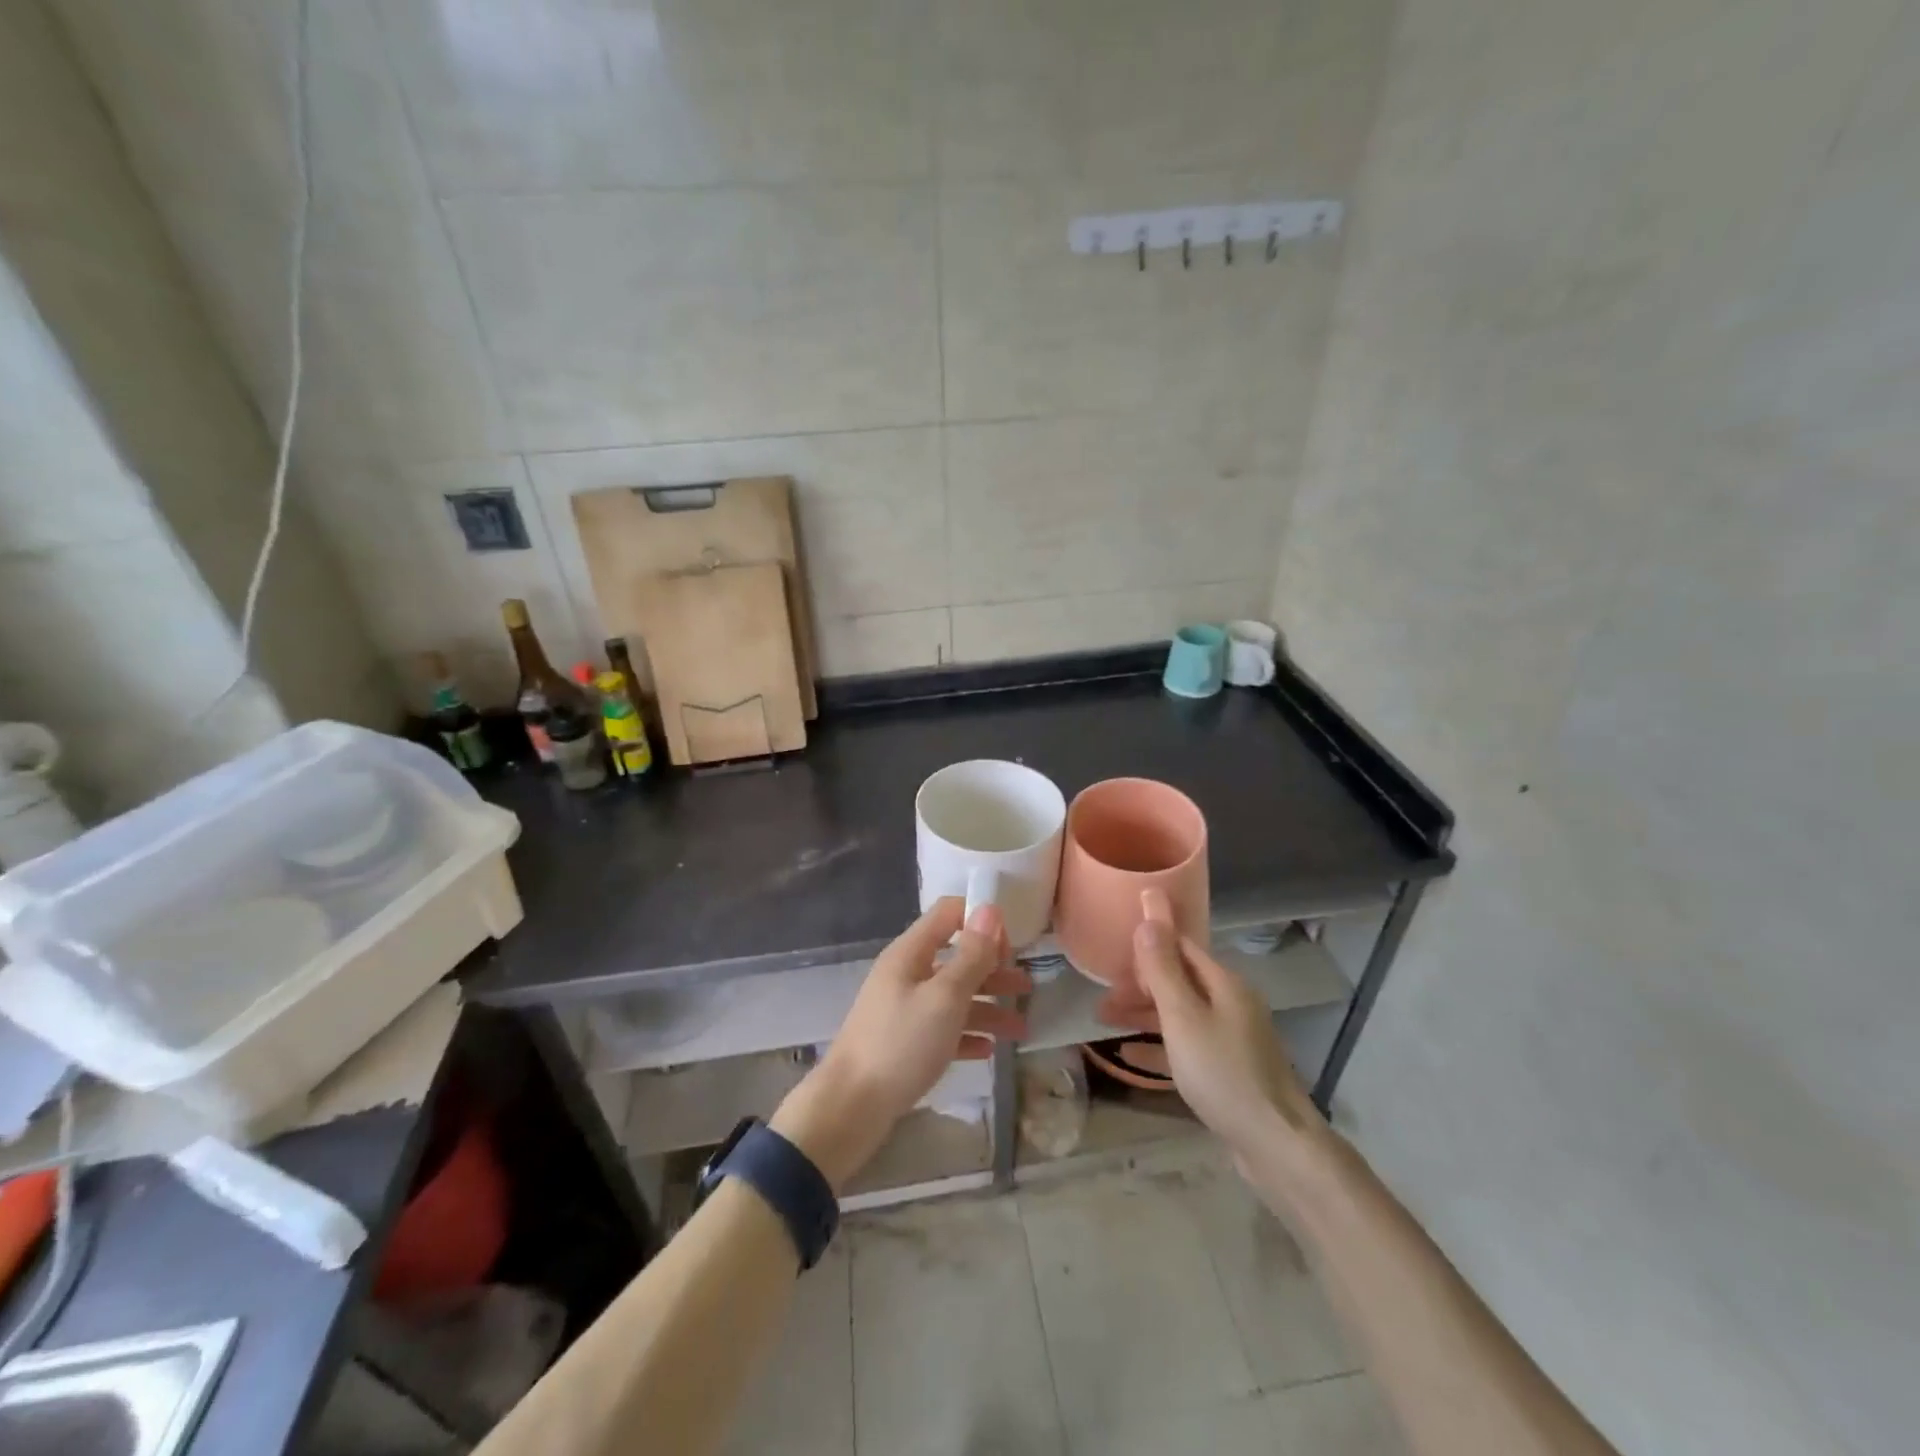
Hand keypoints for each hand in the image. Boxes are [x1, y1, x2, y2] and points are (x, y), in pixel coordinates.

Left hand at [771, 898, 1030, 1189]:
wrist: (850, 1108)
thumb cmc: (901, 1044)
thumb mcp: (944, 997)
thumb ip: (971, 955)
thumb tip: (990, 910)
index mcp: (911, 953)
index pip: (949, 913)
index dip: (981, 921)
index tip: (1011, 947)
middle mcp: (907, 974)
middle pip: (956, 959)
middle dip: (993, 971)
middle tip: (1026, 988)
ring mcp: (904, 1009)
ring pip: (953, 998)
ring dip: (988, 1008)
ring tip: (1021, 1029)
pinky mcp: (904, 1043)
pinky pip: (943, 1030)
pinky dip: (967, 1035)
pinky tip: (988, 1050)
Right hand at [1098, 891, 1323, 1163]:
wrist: (1275, 1145)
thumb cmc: (1223, 1072)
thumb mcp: (1183, 1017)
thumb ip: (1162, 969)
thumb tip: (1150, 916)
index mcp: (1224, 983)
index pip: (1181, 946)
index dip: (1149, 943)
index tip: (1114, 947)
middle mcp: (1230, 1003)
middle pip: (1178, 981)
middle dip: (1139, 984)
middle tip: (1103, 992)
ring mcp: (1232, 1038)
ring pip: (1179, 1014)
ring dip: (1143, 1014)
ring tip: (1104, 1019)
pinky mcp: (1228, 1070)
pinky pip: (1186, 1046)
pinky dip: (1158, 1045)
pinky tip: (1129, 1055)